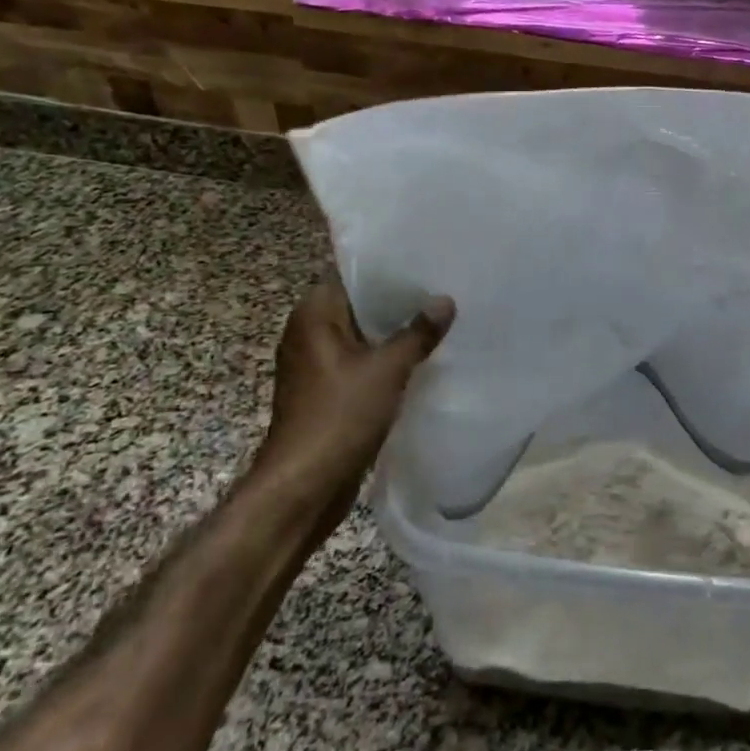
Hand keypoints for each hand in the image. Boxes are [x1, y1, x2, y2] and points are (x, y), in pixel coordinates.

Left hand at [251, 280, 454, 515]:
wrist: (304, 486)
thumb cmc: (339, 416)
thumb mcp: (387, 370)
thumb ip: (417, 333)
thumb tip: (445, 300)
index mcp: (313, 316)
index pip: (350, 276)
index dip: (387, 269)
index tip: (425, 264)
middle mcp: (309, 334)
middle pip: (359, 306)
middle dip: (398, 302)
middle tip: (443, 290)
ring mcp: (316, 365)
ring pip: (363, 336)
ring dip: (394, 333)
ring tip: (439, 320)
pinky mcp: (327, 392)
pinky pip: (361, 363)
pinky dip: (386, 359)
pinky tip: (421, 359)